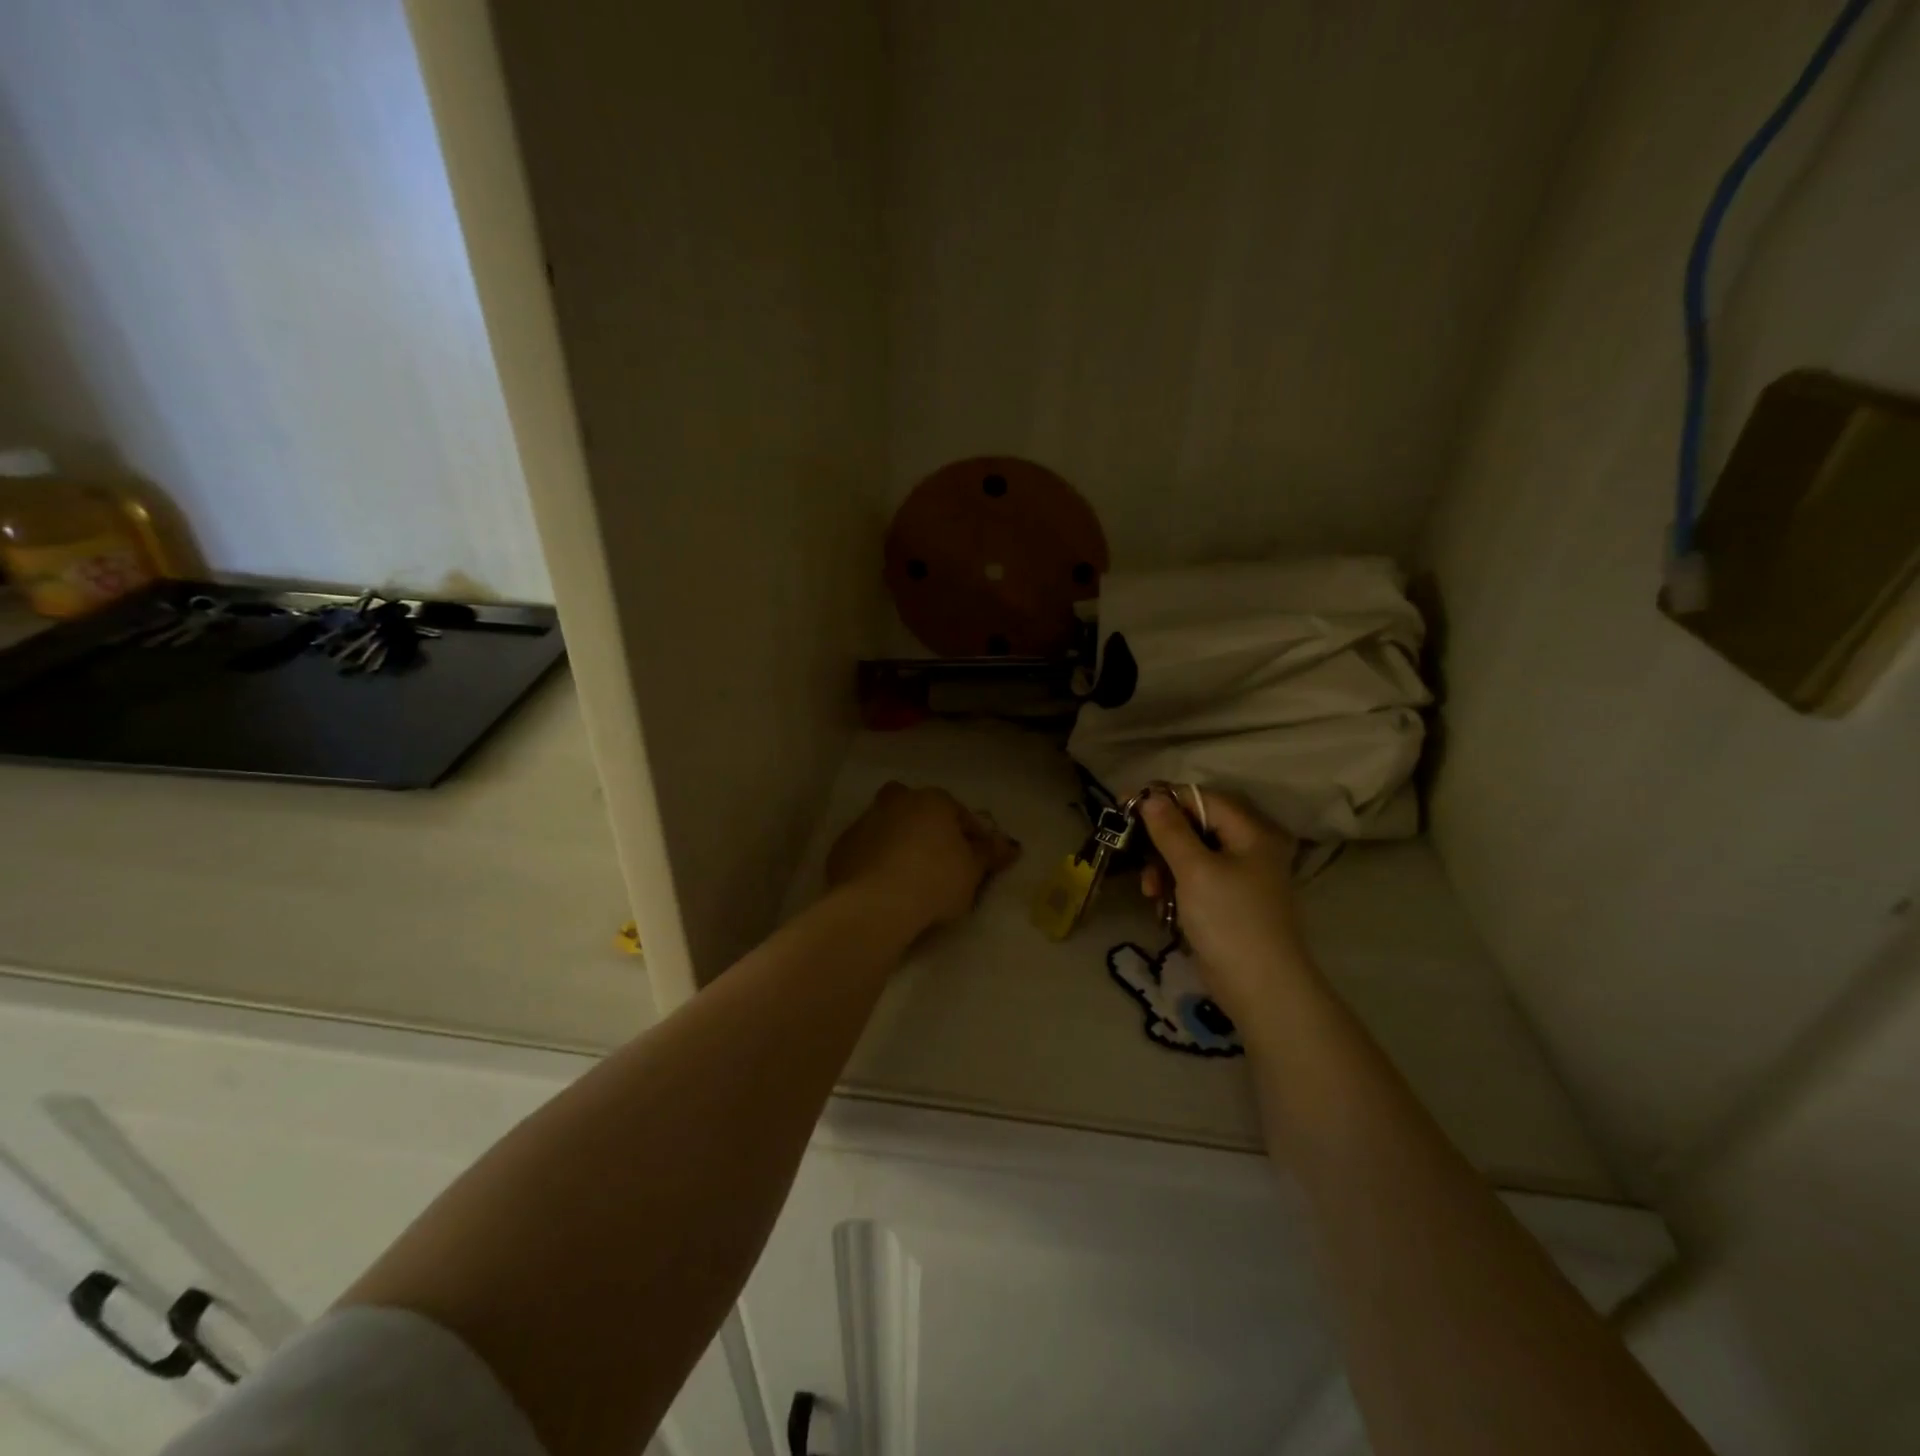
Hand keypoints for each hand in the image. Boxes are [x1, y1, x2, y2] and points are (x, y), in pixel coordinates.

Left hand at [826, 782, 1019, 935]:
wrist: (876, 905)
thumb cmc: (935, 880)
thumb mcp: (973, 870)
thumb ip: (990, 854)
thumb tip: (1010, 846)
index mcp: (931, 800)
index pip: (958, 812)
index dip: (971, 835)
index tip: (978, 860)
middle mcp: (895, 802)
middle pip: (915, 809)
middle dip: (926, 827)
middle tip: (937, 858)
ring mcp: (864, 823)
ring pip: (887, 827)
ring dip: (898, 843)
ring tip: (910, 878)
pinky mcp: (841, 849)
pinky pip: (866, 851)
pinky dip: (875, 862)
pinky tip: (884, 887)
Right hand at [1137, 788, 1315, 1026]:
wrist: (1261, 989)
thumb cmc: (1229, 920)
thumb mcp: (1194, 870)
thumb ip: (1170, 830)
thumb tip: (1151, 797)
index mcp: (1250, 832)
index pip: (1200, 798)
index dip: (1162, 799)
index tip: (1124, 807)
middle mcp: (1249, 848)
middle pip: (1194, 826)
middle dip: (1161, 841)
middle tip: (1135, 856)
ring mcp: (1241, 878)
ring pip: (1191, 856)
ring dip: (1164, 869)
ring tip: (1150, 892)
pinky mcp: (1230, 903)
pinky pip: (1196, 881)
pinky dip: (1176, 889)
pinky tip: (1163, 908)